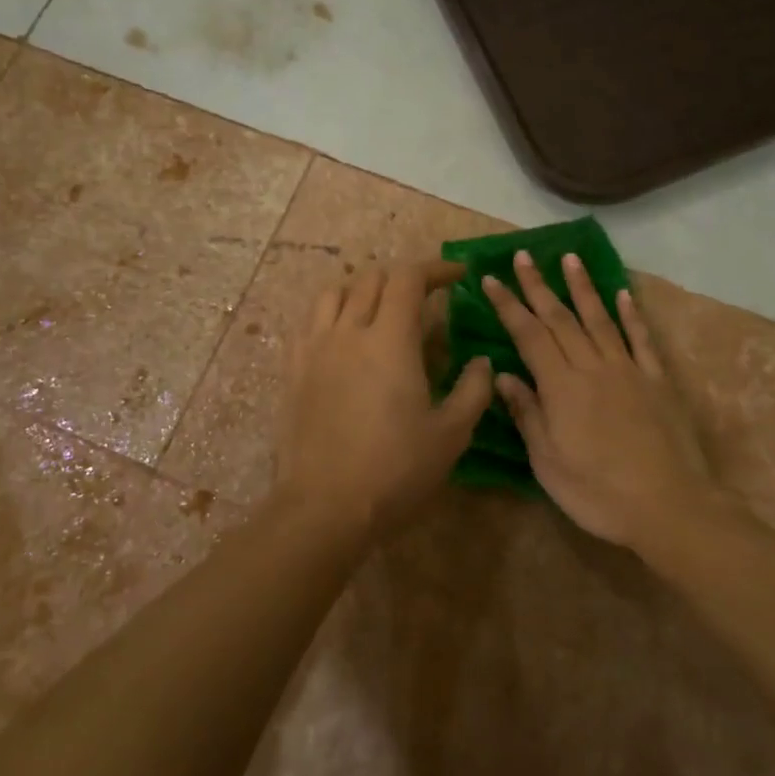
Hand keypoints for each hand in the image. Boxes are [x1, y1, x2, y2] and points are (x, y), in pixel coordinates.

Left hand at [273, 260, 493, 543]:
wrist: (324, 507)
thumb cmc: (395, 470)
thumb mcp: (451, 434)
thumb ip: (473, 389)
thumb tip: (482, 361)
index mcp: (390, 339)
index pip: (409, 278)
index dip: (436, 269)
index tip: (458, 275)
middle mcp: (348, 331)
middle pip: (371, 278)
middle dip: (403, 278)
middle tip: (425, 298)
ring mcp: (314, 348)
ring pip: (333, 293)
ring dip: (362, 289)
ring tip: (380, 309)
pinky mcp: (292, 370)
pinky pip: (308, 322)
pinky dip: (330, 313)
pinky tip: (342, 336)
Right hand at [483, 252, 717, 550]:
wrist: (669, 506)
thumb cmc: (598, 493)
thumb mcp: (548, 463)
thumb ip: (528, 414)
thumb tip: (503, 375)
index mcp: (561, 387)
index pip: (528, 335)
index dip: (508, 306)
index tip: (491, 279)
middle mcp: (593, 367)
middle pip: (561, 318)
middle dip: (538, 285)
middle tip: (523, 255)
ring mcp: (629, 370)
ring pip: (600, 319)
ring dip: (582, 287)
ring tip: (569, 258)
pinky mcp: (657, 381)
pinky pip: (641, 340)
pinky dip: (632, 314)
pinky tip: (623, 294)